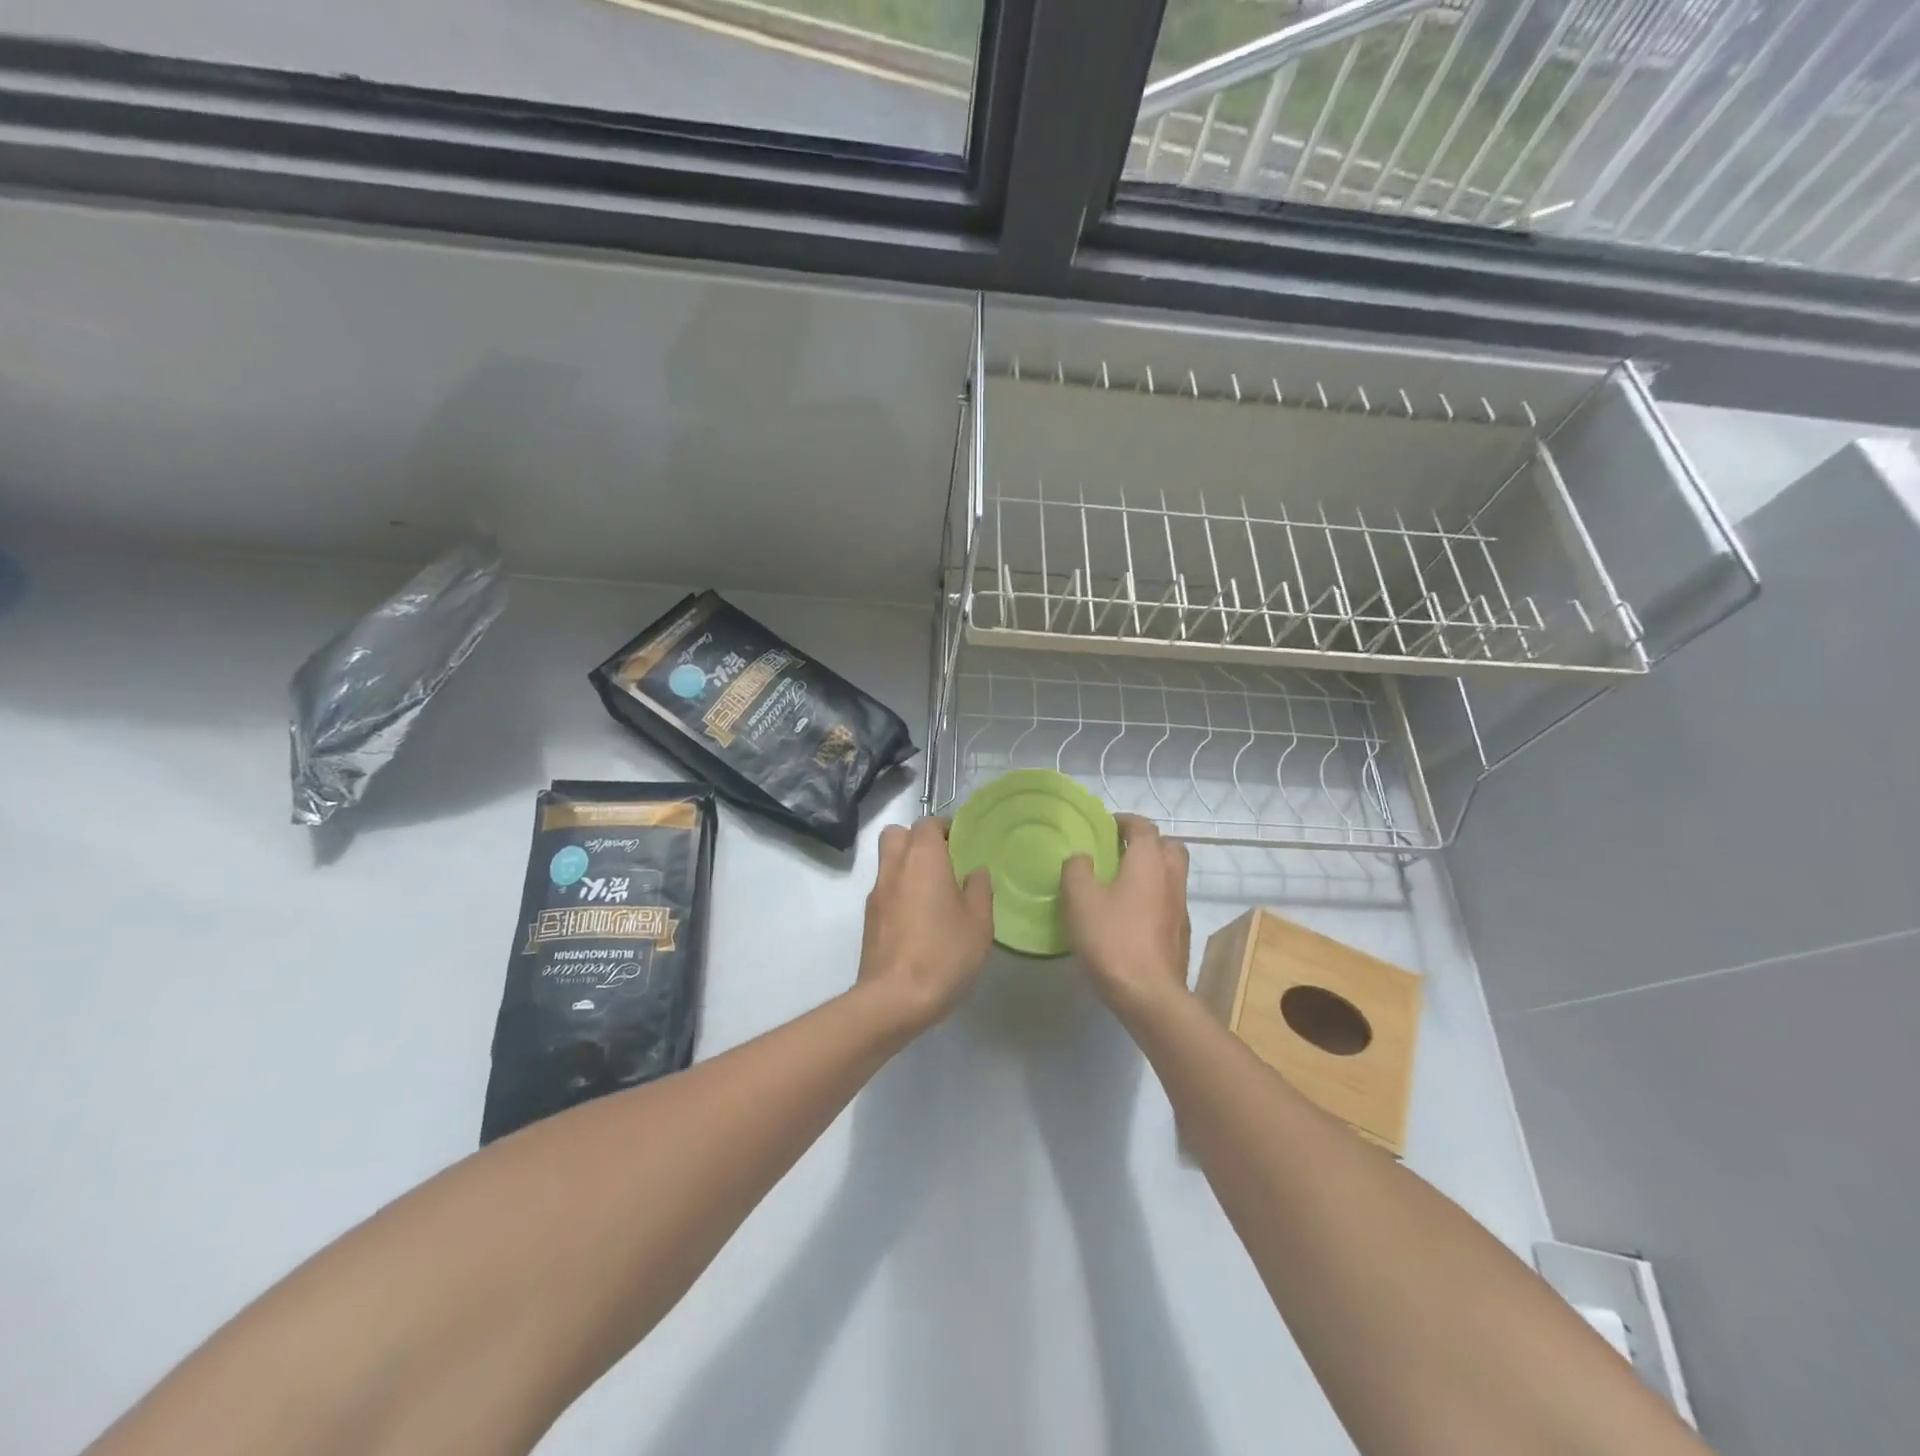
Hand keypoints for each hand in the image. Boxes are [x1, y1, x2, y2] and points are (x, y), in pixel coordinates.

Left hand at [856, 817, 994, 1035]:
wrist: (894, 998)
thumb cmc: (944, 952)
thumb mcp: (979, 922)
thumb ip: (979, 889)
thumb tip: (975, 872)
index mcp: (923, 858)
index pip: (928, 823)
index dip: (944, 828)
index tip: (961, 844)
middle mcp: (894, 867)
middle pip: (897, 835)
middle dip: (918, 840)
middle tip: (943, 862)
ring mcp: (876, 893)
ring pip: (888, 862)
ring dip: (907, 867)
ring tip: (934, 893)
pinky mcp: (869, 919)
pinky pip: (885, 890)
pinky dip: (900, 892)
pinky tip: (919, 920)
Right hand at [1062, 814, 1190, 1016]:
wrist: (1150, 994)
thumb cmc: (1112, 939)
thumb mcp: (1080, 900)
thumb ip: (1077, 870)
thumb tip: (1082, 858)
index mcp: (1148, 861)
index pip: (1143, 827)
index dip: (1125, 821)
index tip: (1106, 825)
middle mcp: (1171, 878)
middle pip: (1168, 847)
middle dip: (1147, 843)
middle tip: (1120, 851)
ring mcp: (1180, 907)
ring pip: (1172, 875)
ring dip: (1153, 871)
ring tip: (1122, 883)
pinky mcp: (1181, 934)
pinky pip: (1169, 901)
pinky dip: (1154, 897)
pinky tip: (1131, 915)